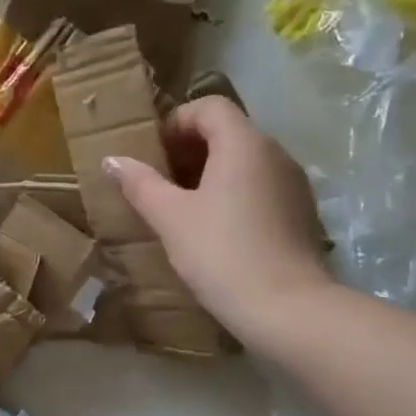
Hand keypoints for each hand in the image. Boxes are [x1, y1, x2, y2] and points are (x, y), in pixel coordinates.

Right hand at [104, 97, 332, 340]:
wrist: (287, 309)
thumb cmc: (221, 253)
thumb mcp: (170, 217)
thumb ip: (140, 183)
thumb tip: (112, 160)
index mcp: (244, 143)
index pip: (209, 107)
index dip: (176, 121)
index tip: (153, 153)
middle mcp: (275, 153)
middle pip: (229, 131)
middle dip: (191, 148)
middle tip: (160, 180)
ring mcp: (294, 183)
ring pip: (246, 161)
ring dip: (212, 172)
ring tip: (183, 206)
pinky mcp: (302, 213)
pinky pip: (262, 186)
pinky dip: (235, 193)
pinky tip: (216, 229)